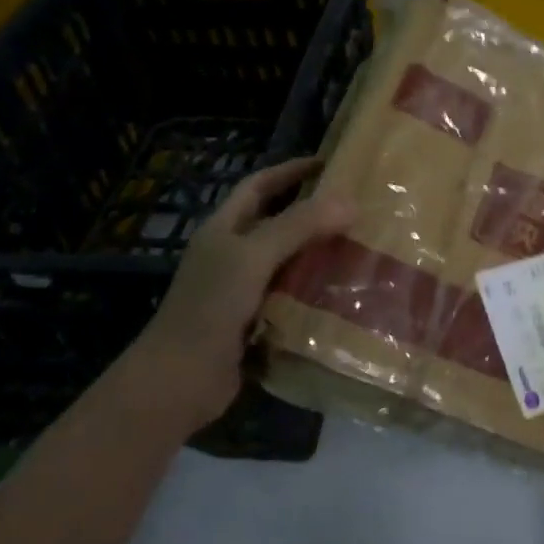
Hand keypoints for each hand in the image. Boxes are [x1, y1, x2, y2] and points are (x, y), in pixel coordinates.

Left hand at [116, 157, 354, 436]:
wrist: (181, 378)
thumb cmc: (211, 307)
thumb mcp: (254, 256)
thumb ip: (299, 226)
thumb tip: (350, 201)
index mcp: (224, 229)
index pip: (259, 186)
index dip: (290, 171)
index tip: (330, 164)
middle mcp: (232, 254)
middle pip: (277, 222)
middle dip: (314, 213)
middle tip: (357, 209)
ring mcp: (243, 289)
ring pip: (288, 261)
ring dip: (319, 253)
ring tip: (362, 247)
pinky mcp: (256, 320)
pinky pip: (292, 296)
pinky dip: (316, 290)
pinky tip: (345, 292)